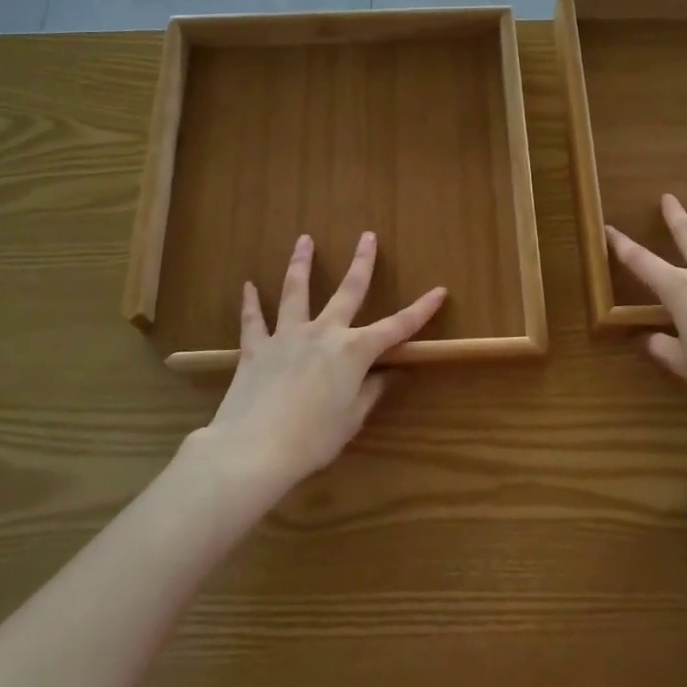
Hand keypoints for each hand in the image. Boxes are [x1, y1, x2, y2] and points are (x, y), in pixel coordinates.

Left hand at [199, 231, 445, 492]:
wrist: (254, 449)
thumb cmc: (313, 440)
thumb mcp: (351, 419)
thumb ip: (371, 392)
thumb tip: (390, 374)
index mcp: (353, 351)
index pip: (396, 326)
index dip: (420, 309)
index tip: (439, 290)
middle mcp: (323, 332)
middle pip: (347, 290)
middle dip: (361, 262)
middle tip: (367, 236)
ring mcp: (287, 336)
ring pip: (295, 291)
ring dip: (300, 263)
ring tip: (304, 239)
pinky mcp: (256, 348)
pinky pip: (253, 320)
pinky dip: (250, 302)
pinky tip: (248, 285)